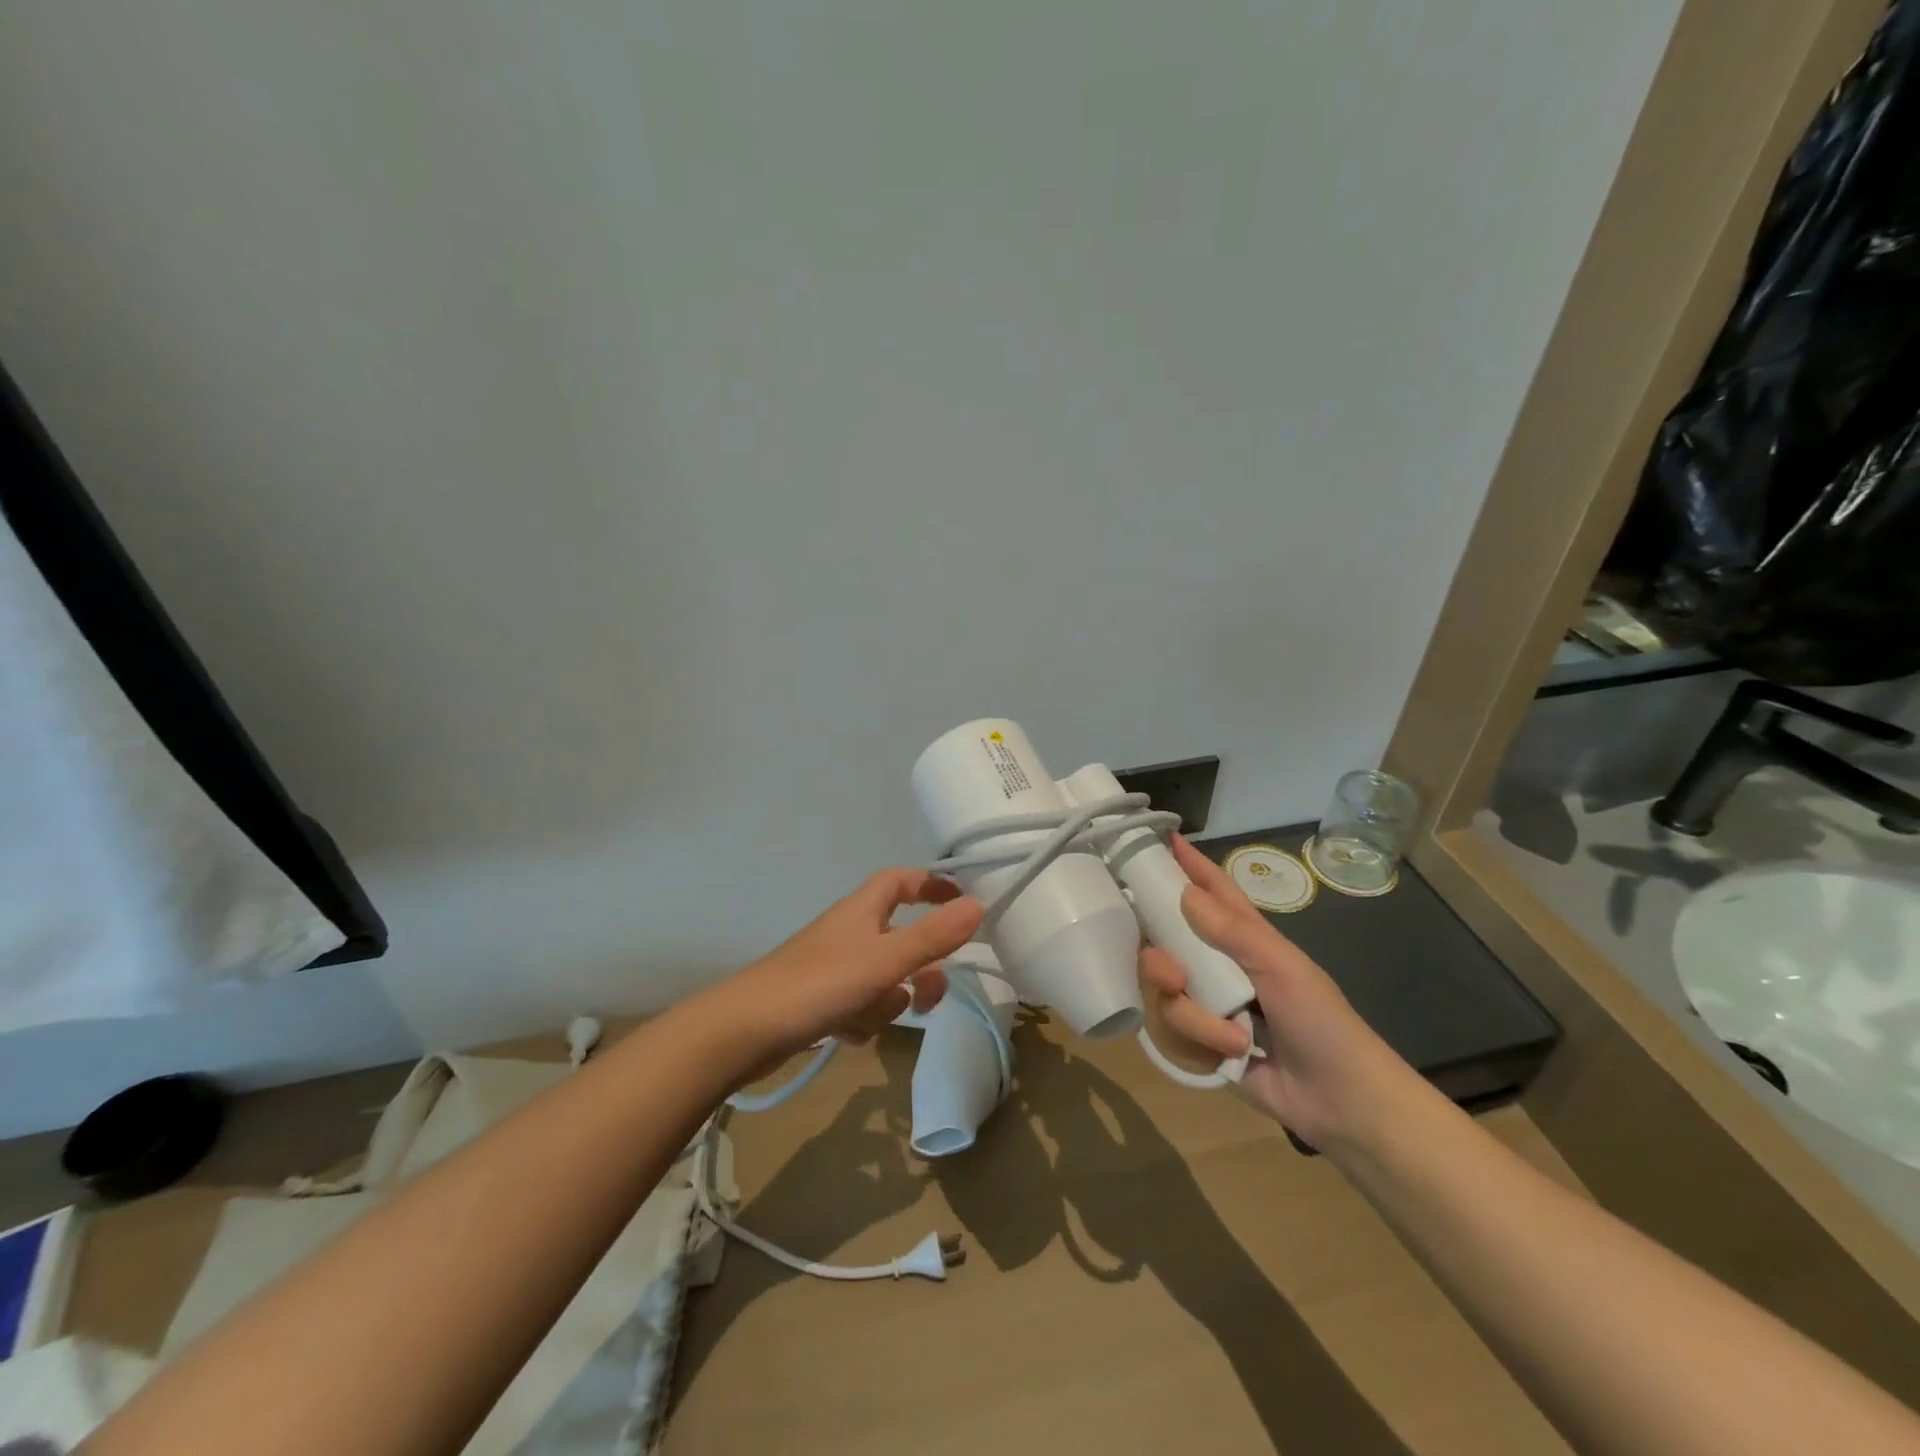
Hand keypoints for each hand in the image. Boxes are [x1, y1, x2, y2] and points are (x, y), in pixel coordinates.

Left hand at [719, 868, 984, 1062]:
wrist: (745, 1031)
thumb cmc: (819, 984)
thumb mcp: (884, 961)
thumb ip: (933, 936)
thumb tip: (979, 905)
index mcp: (863, 910)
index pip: (902, 880)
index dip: (932, 886)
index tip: (963, 903)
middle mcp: (849, 932)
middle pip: (901, 939)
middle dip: (919, 969)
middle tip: (926, 995)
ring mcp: (833, 968)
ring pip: (883, 979)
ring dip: (886, 1001)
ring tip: (867, 1016)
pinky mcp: (820, 1000)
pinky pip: (860, 1005)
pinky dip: (861, 1019)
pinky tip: (844, 1032)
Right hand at [1138, 835, 1416, 1150]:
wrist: (1342, 1104)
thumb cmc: (1322, 1023)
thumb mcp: (1282, 968)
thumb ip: (1231, 932)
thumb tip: (1183, 892)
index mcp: (1243, 939)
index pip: (1211, 891)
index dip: (1189, 865)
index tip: (1162, 838)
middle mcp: (1217, 966)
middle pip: (1162, 946)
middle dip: (1159, 964)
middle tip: (1174, 978)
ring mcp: (1206, 1007)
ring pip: (1162, 997)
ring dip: (1196, 1021)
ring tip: (1234, 1039)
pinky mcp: (1200, 1045)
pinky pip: (1170, 1037)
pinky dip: (1199, 1048)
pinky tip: (1230, 1058)